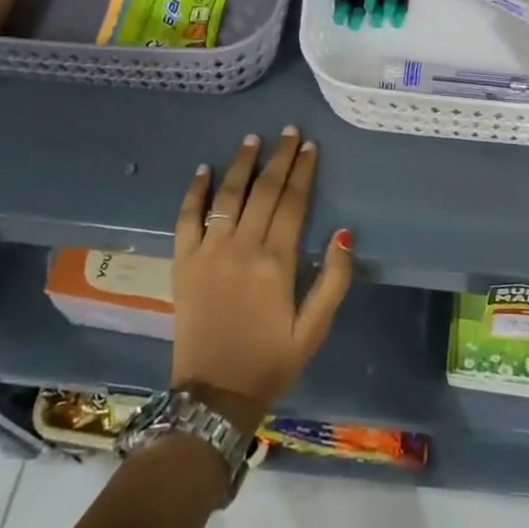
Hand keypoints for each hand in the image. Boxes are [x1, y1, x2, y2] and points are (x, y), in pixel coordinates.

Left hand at [171, 129, 352, 430]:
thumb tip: (344, 233)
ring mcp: (209, 253)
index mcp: (277, 263)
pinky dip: (195, 192)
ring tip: (252, 138)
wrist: (213, 396)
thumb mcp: (313, 330)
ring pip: (227, 197)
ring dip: (241, 164)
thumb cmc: (270, 362)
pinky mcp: (183, 264)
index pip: (293, 203)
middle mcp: (242, 248)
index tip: (310, 145)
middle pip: (264, 191)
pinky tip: (203, 169)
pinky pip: (186, 219)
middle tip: (288, 131)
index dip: (303, 171)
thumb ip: (333, 281)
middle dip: (279, 158)